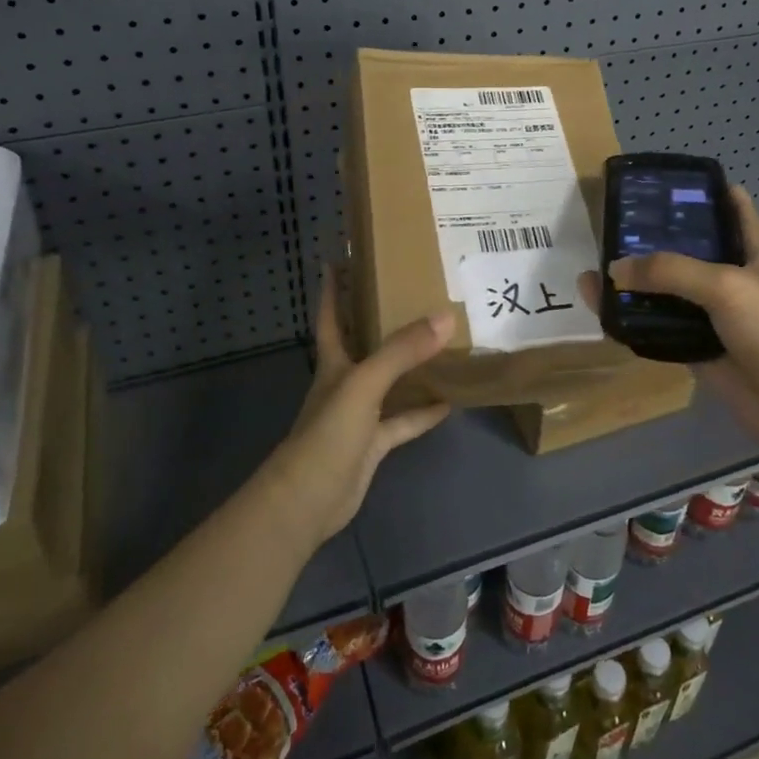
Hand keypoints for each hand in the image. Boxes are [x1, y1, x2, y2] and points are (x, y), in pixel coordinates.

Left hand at [259, 269, 453, 549]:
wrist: (308, 500)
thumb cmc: (328, 432)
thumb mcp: (365, 383)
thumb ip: (402, 351)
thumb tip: (445, 316)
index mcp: (333, 362)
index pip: (331, 317)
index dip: (333, 288)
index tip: (339, 259)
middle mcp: (345, 382)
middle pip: (363, 344)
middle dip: (380, 320)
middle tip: (410, 294)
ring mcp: (359, 415)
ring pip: (389, 382)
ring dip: (410, 367)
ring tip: (442, 343)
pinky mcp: (373, 444)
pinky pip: (403, 422)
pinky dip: (423, 412)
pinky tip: (450, 401)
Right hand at [585, 187, 758, 457]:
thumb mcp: (726, 286)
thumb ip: (670, 271)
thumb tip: (615, 269)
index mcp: (754, 252)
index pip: (733, 209)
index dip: (706, 190)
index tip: (668, 180)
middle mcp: (733, 279)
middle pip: (690, 250)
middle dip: (656, 238)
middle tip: (614, 223)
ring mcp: (715, 317)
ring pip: (669, 292)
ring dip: (638, 284)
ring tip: (596, 267)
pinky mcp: (698, 350)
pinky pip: (660, 330)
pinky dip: (635, 322)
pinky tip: (605, 312)